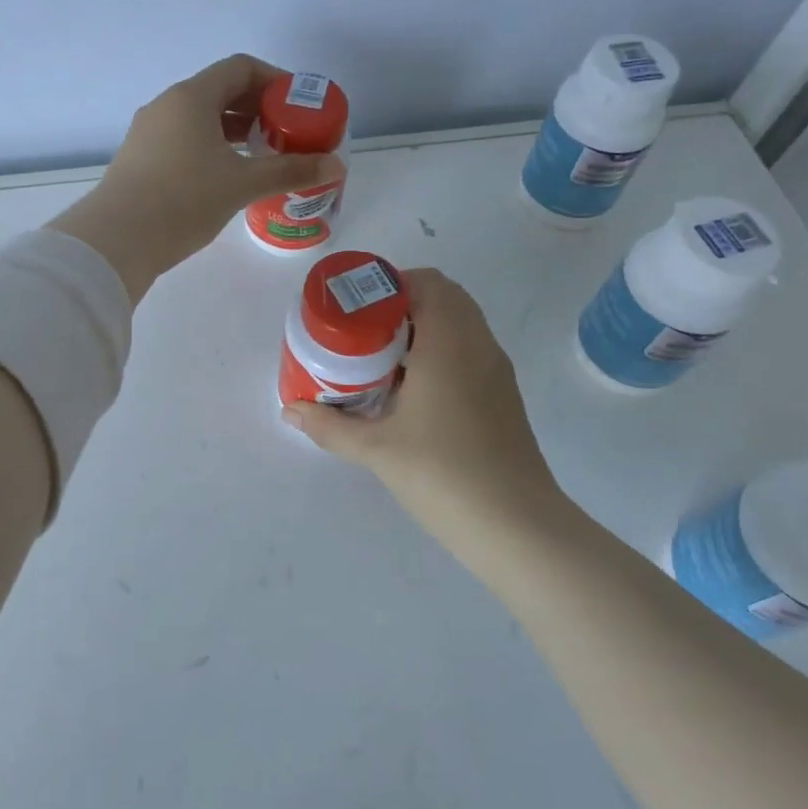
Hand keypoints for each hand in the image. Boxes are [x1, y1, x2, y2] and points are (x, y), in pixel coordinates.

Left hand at [49, 55, 345, 301]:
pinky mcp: (139, 158)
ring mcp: (148, 132)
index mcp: (192, 97)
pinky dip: (210, 146)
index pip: (240, 68)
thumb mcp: (243, 184)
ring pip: (199, 118)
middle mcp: (167, 105)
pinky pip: (183, 139)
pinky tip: (224, 176)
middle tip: (284, 133)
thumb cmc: (184, 200)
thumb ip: (291, 171)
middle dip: (256, 108)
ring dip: (233, 130)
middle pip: (219, 91)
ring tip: (260, 154)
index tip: (297, 104)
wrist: (117, 239)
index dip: (274, 80)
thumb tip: (337, 166)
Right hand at [282, 269, 559, 541]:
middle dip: (402, 304)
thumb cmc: (442, 475)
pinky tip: (412, 389)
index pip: (426, 282)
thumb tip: (291, 411)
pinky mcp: (503, 394)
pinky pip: (470, 349)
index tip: (357, 308)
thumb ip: (329, 426)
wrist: (516, 525)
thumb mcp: (376, 449)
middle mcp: (478, 345)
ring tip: (382, 358)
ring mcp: (496, 370)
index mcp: (449, 343)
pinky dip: (442, 349)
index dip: (389, 284)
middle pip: (444, 296)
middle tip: (364, 332)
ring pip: (460, 323)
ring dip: (423, 327)